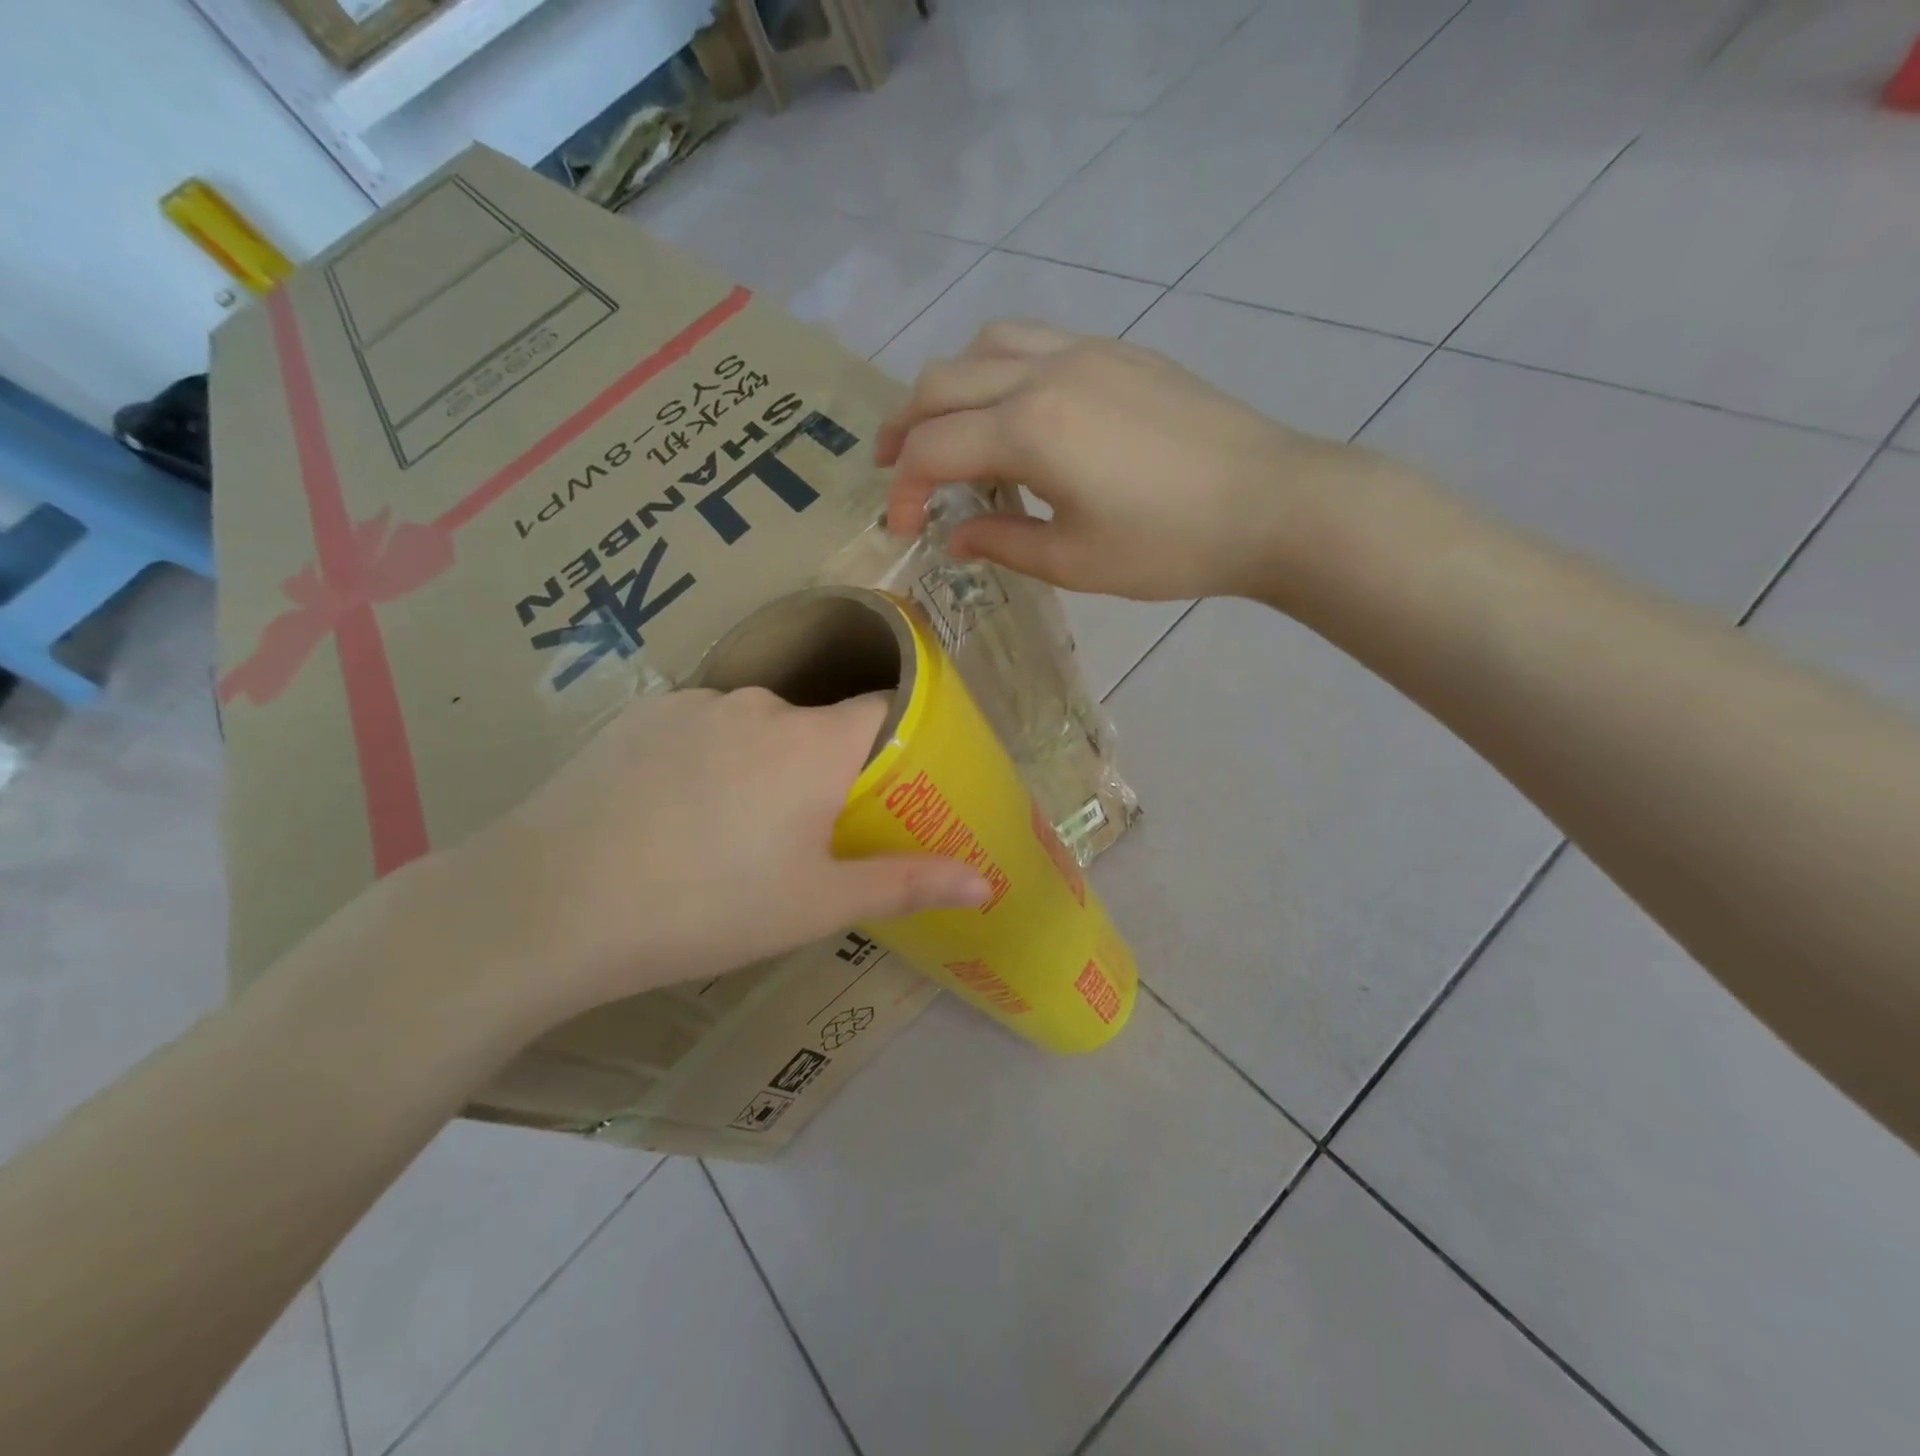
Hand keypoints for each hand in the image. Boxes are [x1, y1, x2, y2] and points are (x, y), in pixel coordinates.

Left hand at [444, 688, 988, 1027]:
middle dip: (827, 770)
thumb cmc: (707, 909)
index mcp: (815, 743)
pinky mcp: (642, 715)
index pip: (886, 709)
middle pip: (820, 724)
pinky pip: (702, 728)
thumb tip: (987, 884)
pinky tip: (674, 813)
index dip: (900, 741)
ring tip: (731, 834)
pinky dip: (710, 758)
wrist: (548, 906)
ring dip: (765, 765)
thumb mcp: (816, 906)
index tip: (894, 787)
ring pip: (758, 727)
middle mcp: (762, 705)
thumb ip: (907, 884)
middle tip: (805, 836)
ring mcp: (695, 704)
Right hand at [878, 321, 1363, 600]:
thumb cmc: (1170, 545)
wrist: (1271, 502)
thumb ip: (1001, 543)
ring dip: (948, 388)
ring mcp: (1084, 352)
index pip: (932, 449)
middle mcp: (1045, 372)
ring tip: (945, 431)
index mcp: (1030, 430)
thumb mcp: (1074, 561)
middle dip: (904, 428)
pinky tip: (1011, 410)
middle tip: (897, 472)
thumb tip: (955, 537)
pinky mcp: (1117, 351)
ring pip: (984, 346)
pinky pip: (1032, 340)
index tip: (903, 529)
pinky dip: (996, 369)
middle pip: (941, 383)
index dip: (905, 491)